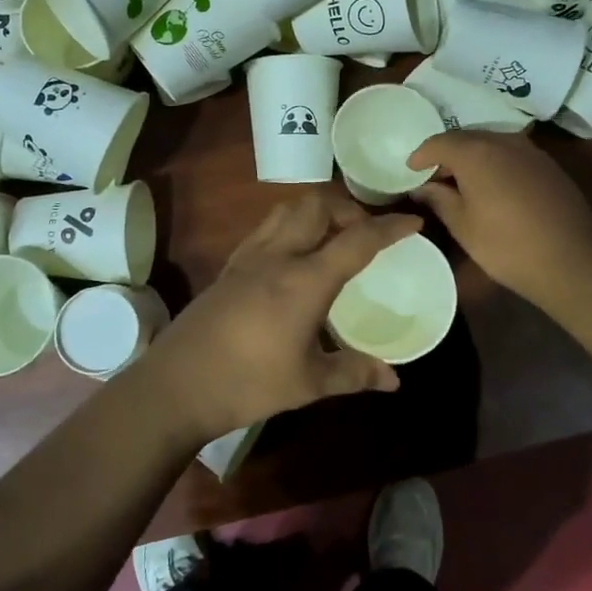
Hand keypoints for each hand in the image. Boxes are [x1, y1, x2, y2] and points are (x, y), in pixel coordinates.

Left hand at [139, 193, 420, 443]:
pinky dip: (290, 225)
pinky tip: (292, 255)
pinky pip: (266, 227)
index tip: (413, 222)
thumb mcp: (309, 383)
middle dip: (349, 209)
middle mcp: (278, 255)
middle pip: (318, 206)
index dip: (389, 227)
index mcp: (305, 280)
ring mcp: (249, 256)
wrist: (178, 384)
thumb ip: (354, 373)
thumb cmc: (248, 383)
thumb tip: (394, 380)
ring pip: (288, 209)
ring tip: (332, 237)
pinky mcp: (229, 265)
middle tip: (366, 233)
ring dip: (316, 211)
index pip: (357, 240)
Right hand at [406, 131, 591, 302]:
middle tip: (434, 176)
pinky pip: (512, 154)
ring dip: (473, 156)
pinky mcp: (548, 165)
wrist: (571, 260)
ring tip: (462, 181)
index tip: (410, 169)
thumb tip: (423, 187)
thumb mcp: (463, 226)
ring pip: (492, 143)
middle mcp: (503, 141)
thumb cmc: (507, 245)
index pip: (440, 142)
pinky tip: (493, 186)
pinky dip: (496, 162)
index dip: (422, 155)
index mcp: (476, 153)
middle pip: (467, 137)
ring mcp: (530, 151)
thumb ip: (440, 199)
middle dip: (447, 153)